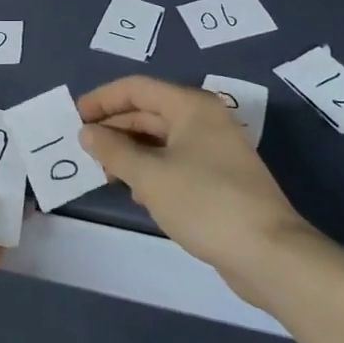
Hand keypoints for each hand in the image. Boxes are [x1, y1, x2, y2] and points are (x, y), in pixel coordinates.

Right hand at [78, 76, 311, 284]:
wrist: (269, 254)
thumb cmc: (204, 203)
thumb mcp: (149, 175)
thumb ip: (113, 150)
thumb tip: (87, 132)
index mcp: (190, 106)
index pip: (136, 88)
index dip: (102, 99)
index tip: (74, 117)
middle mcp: (204, 120)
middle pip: (148, 112)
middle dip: (114, 128)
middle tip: (83, 148)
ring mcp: (215, 149)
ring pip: (160, 139)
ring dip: (130, 151)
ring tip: (105, 172)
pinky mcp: (219, 178)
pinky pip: (175, 162)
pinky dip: (151, 170)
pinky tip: (136, 192)